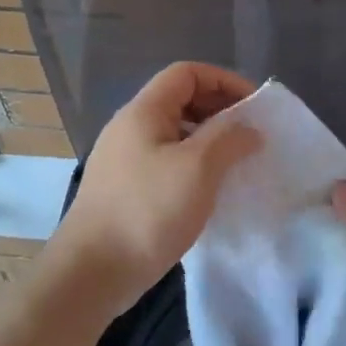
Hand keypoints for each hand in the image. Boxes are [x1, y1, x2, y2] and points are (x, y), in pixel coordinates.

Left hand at [55, 63, 259, 315]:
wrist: (92, 273)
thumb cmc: (147, 211)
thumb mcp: (198, 168)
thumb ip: (229, 139)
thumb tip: (249, 127)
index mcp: (143, 111)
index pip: (187, 73)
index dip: (224, 80)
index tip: (254, 106)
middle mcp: (130, 127)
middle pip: (180, 99)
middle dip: (219, 109)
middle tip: (250, 134)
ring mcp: (124, 159)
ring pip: (174, 133)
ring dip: (208, 140)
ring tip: (236, 162)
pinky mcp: (125, 189)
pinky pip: (166, 161)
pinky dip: (193, 165)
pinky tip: (209, 190)